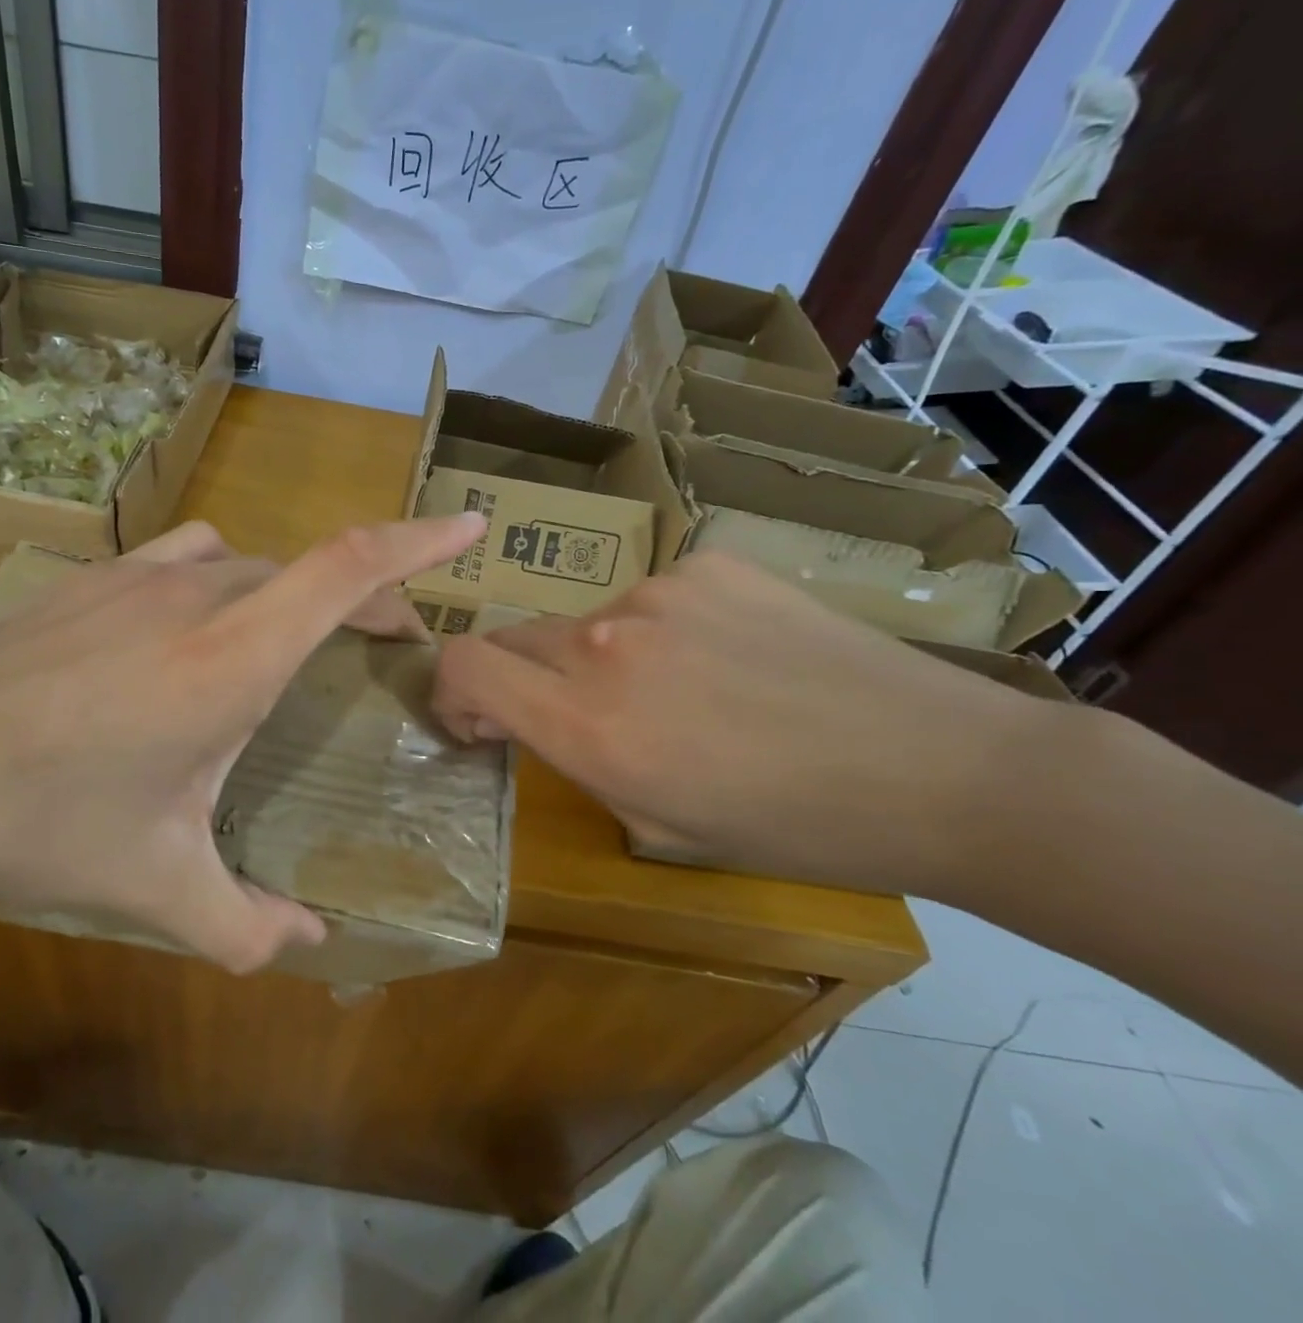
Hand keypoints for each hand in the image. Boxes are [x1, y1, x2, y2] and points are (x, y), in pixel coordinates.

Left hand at [0, 514, 484, 971]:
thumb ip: (246, 924)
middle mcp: (198, 593)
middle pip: (311, 570)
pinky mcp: (93, 578)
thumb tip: (309, 944)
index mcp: (233, 656)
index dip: (420, 541)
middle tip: (387, 650)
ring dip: (292, 592)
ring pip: (251, 562)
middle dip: (366, 600)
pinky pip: (191, 556)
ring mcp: (139, 575)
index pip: (351, 569)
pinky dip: (226, 579)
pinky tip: (196, 628)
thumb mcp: (156, 886)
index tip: (470, 526)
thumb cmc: (38, 822)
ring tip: (294, 643)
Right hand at [431, 552, 1060, 895]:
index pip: (464, 665)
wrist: (939, 768)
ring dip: (600, 655)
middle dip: (524, 680)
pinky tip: (727, 656)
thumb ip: (572, 756)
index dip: (450, 689)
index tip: (478, 719)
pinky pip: (650, 596)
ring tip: (680, 692)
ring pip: (585, 620)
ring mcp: (658, 591)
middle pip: (515, 638)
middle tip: (578, 716)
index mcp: (588, 723)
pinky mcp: (708, 563)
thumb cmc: (792, 827)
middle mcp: (605, 642)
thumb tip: (527, 716)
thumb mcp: (654, 821)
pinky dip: (662, 628)